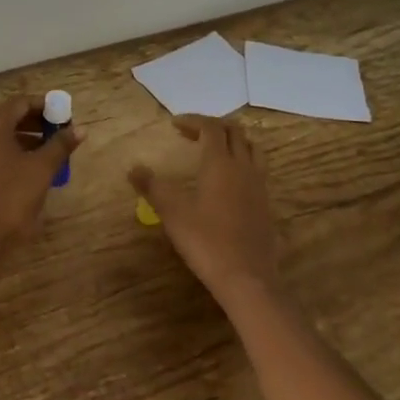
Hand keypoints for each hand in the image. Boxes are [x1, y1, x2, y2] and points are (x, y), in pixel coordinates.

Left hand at [0, 95, 81, 254]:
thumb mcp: (43, 169)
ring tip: (50, 151)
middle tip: (59, 132)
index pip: (19, 103)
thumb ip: (61, 145)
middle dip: (36, 122)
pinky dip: (13, 153)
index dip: (43, 105)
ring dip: (26, 139)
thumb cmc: (13, 196)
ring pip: (1, 138)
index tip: (63, 115)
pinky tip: (31, 169)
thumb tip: (80, 129)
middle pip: (9, 118)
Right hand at [130, 116, 280, 300]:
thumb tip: (133, 169)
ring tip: (214, 150)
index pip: (211, 128)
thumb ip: (152, 187)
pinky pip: (257, 169)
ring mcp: (259, 186)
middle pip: (235, 132)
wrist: (247, 278)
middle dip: (213, 126)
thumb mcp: (172, 213)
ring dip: (233, 141)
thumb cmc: (206, 241)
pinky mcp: (266, 204)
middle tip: (191, 134)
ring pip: (252, 148)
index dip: (193, 121)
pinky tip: (229, 181)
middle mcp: (243, 167)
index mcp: (220, 163)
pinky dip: (242, 162)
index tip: (174, 124)